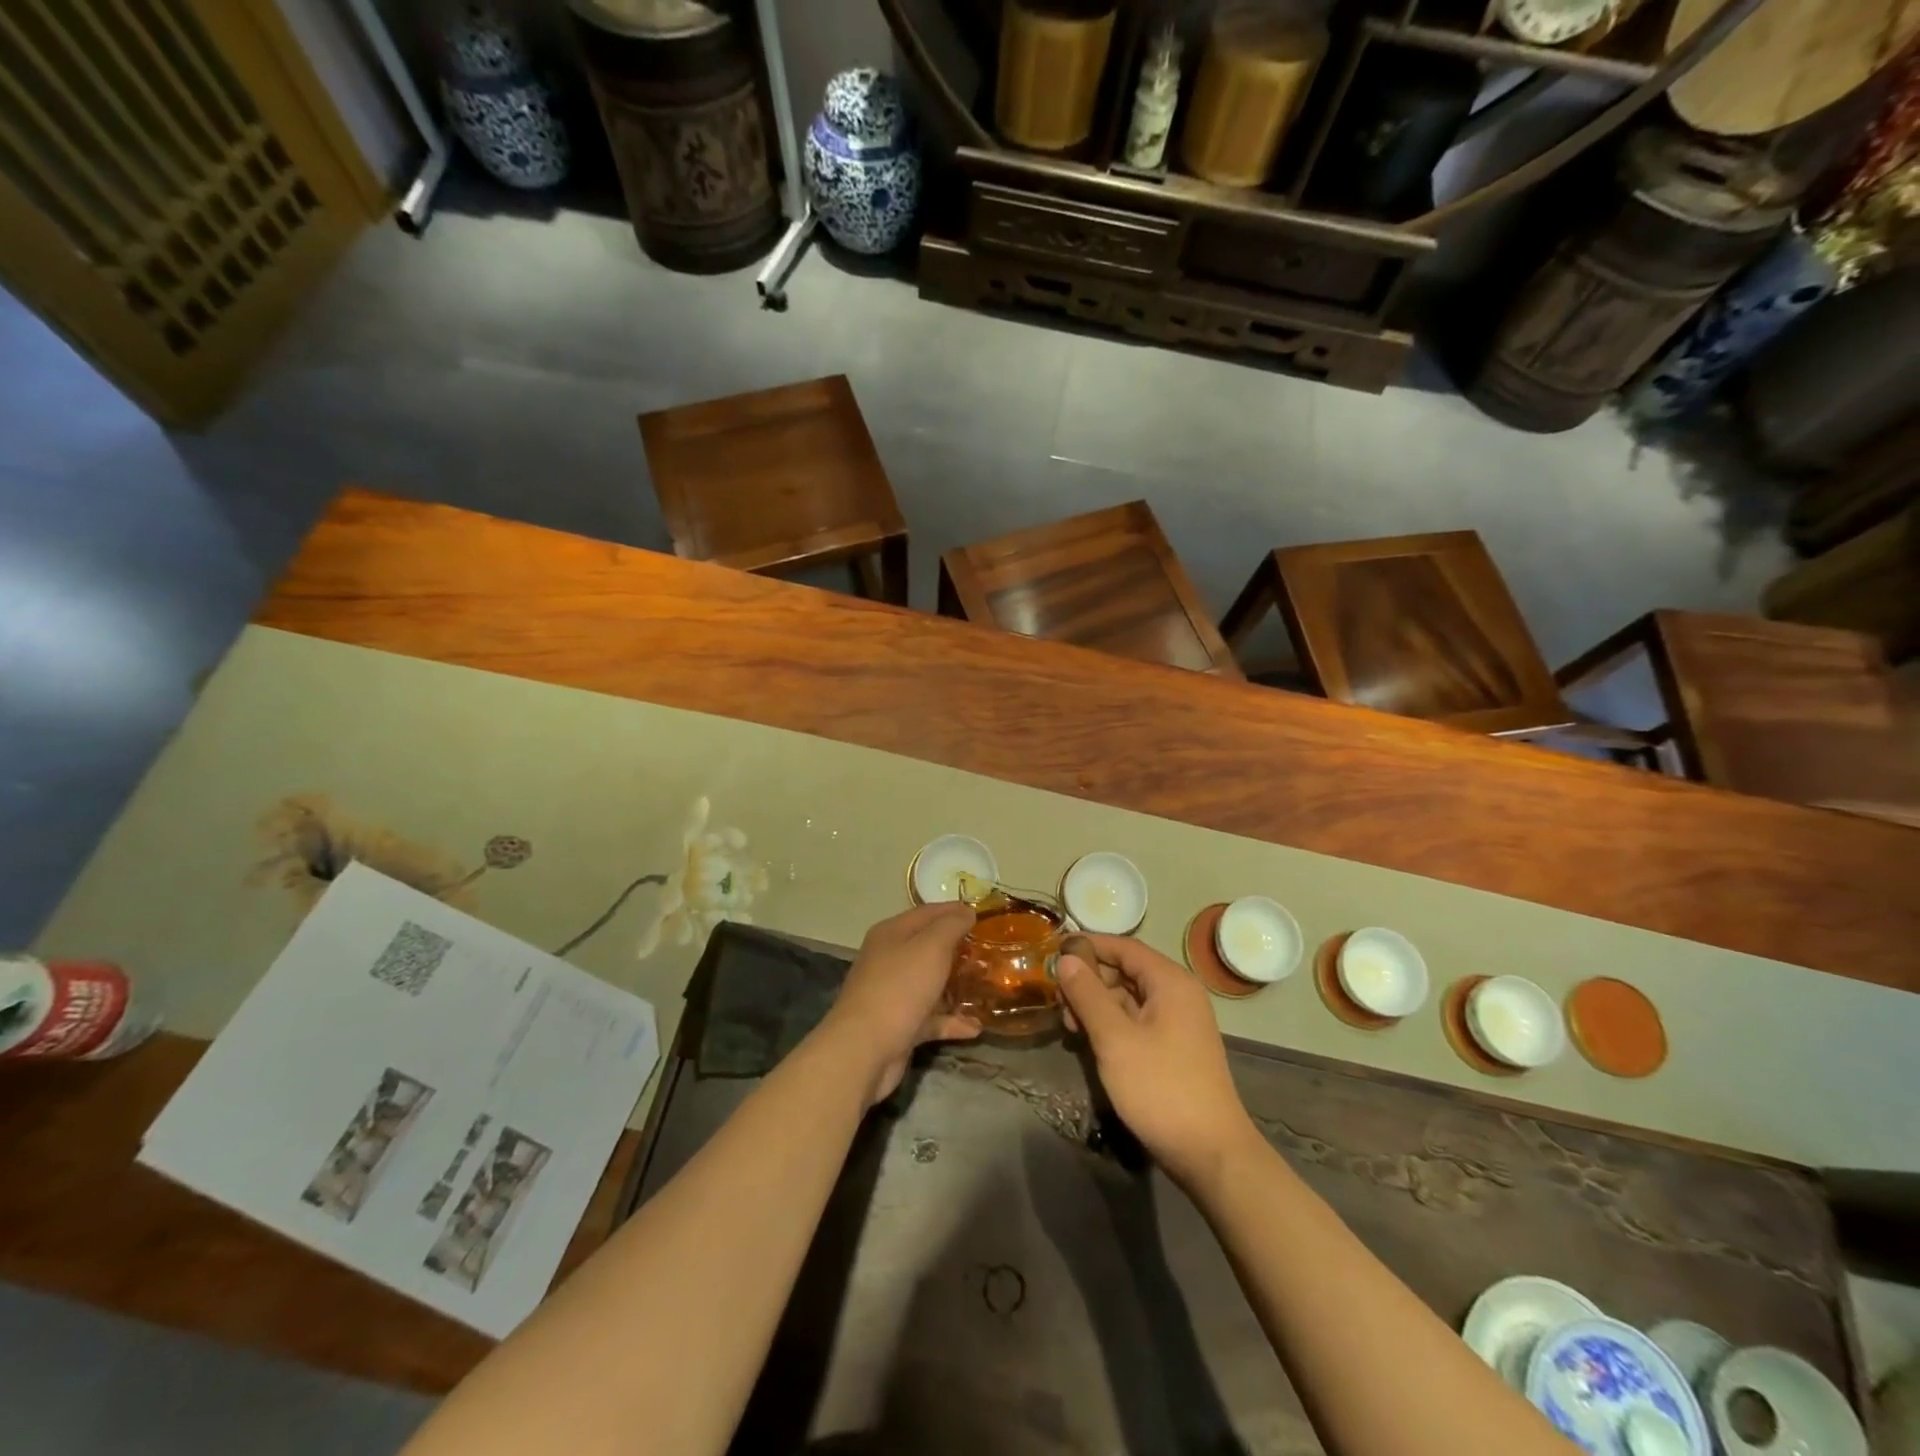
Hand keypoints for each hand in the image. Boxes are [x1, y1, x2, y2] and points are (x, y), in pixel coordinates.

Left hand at [820, 902, 981, 1104]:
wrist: (864, 1049)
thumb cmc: (900, 988)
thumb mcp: (931, 947)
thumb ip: (951, 926)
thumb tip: (966, 911)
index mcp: (892, 933)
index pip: (928, 912)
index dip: (956, 911)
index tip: (986, 917)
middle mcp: (890, 959)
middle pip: (929, 948)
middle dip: (959, 949)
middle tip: (991, 952)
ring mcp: (894, 994)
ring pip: (931, 983)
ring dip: (958, 986)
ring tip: (988, 987)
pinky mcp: (900, 1025)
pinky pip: (931, 1018)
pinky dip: (951, 1021)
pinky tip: (976, 1028)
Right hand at [1056, 934, 1258, 1187]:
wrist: (1211, 1154)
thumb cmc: (1160, 1088)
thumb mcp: (1115, 1039)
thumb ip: (1088, 995)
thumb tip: (1066, 959)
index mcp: (1170, 982)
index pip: (1124, 947)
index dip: (1089, 946)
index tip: (1054, 952)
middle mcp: (1178, 994)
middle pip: (1126, 971)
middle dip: (1090, 980)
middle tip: (1056, 998)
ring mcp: (1178, 1023)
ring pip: (1129, 998)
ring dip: (1097, 1005)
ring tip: (1068, 1025)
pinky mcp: (1174, 1048)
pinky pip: (1137, 1021)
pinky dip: (1111, 1024)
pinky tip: (1088, 1040)